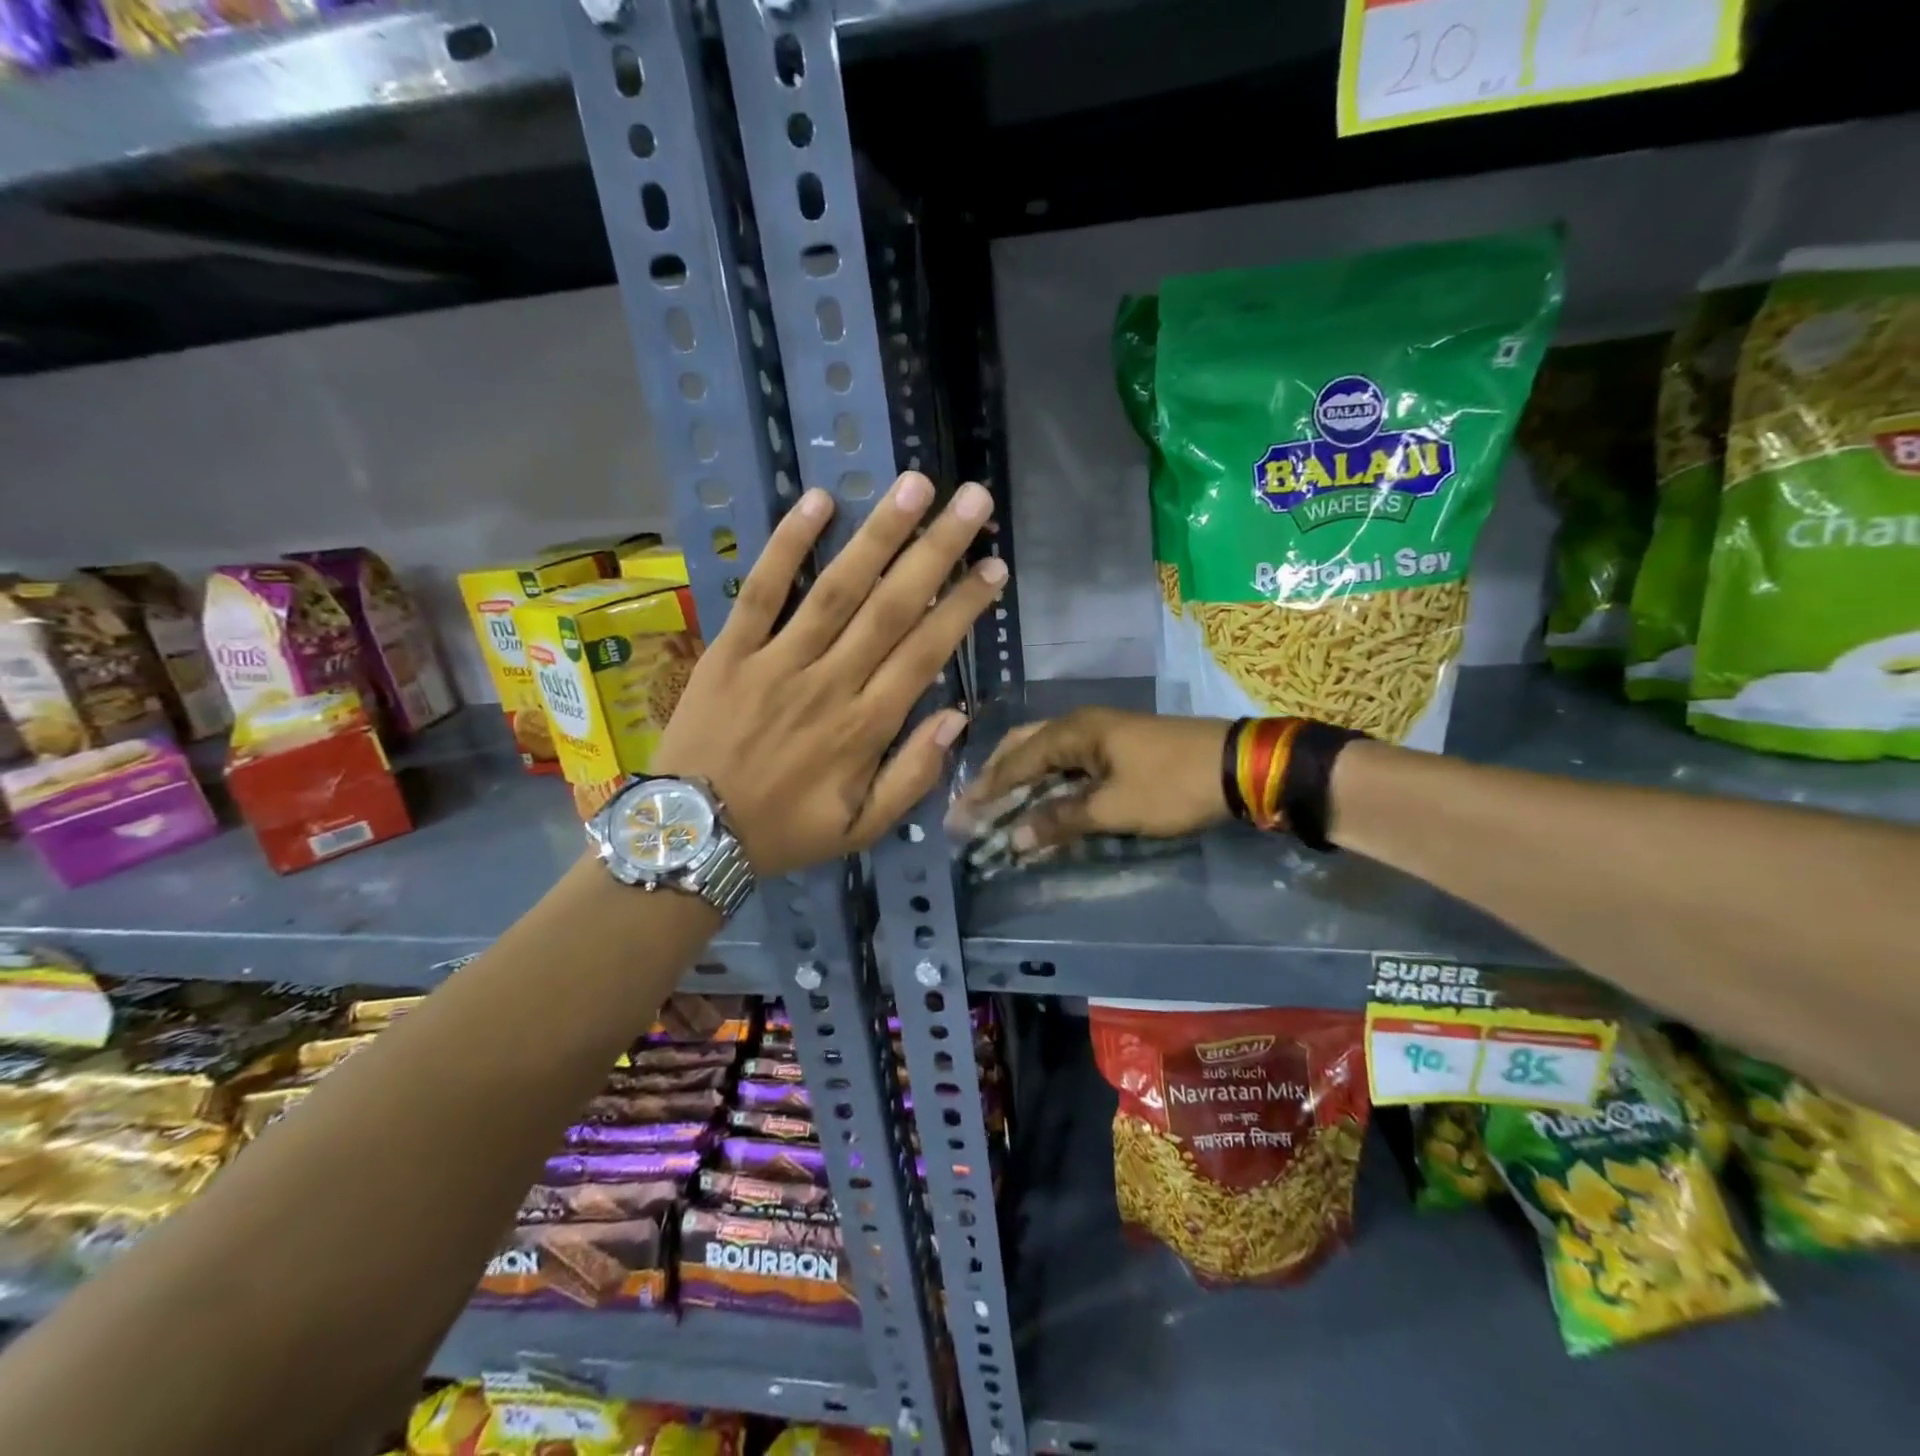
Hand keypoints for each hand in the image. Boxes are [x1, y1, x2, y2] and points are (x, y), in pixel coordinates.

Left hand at [654, 472, 1003, 877]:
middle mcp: (829, 683)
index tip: (994, 568)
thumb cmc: (784, 832)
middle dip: (936, 550)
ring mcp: (776, 661)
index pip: (925, 653)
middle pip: (892, 607)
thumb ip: (913, 776)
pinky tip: (817, 501)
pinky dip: (786, 545)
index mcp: (865, 727)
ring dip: (878, 534)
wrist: (693, 835)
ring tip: (913, 486)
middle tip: (972, 501)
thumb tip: (956, 716)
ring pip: (836, 588)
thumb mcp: (862, 829)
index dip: (962, 607)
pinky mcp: (730, 650)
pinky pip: (760, 591)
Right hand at [947, 708, 1232, 850]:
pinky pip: (1068, 759)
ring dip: (1022, 777)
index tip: (960, 816)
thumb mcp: (1115, 809)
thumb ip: (1062, 821)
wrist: (1238, 765)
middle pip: (1024, 747)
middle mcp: (1080, 724)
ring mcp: (1101, 731)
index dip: (986, 791)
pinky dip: (1048, 778)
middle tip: (975, 807)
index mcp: (1073, 731)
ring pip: (1046, 751)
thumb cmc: (1172, 785)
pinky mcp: (1118, 744)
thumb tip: (1015, 840)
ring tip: (1001, 804)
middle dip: (997, 776)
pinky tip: (1044, 797)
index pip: (1015, 761)